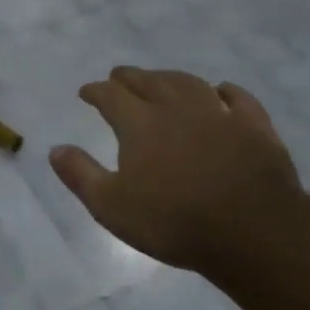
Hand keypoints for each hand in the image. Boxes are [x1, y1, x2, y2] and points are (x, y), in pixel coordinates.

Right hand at [49, 67, 302, 272]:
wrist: (253, 233)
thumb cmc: (173, 222)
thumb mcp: (111, 206)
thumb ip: (80, 174)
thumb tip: (55, 149)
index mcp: (139, 123)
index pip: (110, 95)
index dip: (95, 91)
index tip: (86, 92)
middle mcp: (176, 108)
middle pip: (148, 81)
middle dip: (129, 77)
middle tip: (118, 77)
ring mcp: (219, 114)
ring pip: (189, 83)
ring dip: (169, 77)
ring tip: (160, 79)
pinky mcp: (255, 128)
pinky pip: (238, 99)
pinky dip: (226, 91)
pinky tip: (221, 91)